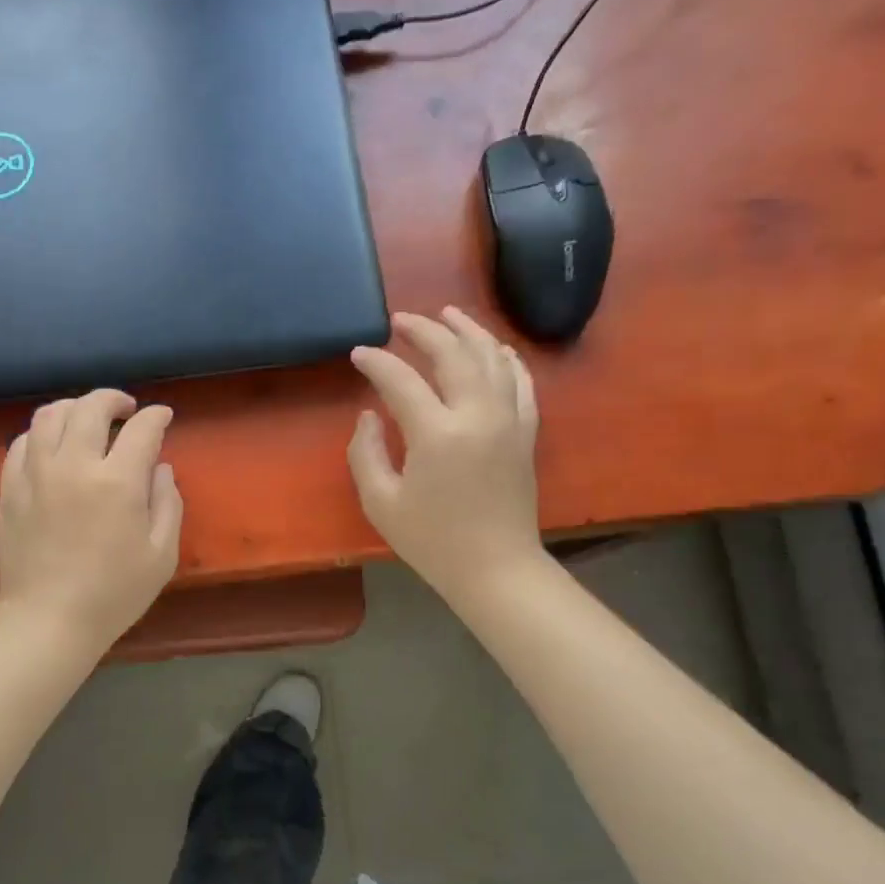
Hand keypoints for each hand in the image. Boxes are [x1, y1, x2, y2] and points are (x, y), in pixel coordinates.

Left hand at [0, 389, 183, 649]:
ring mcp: (36, 474)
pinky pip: (21, 442)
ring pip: (50, 415)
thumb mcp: (162, 554)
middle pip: (91, 407)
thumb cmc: (114, 593)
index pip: (141, 429)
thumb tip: (159, 468)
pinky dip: (41, 433)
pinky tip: (52, 444)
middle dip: (113, 399)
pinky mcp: (10, 488)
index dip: (156, 417)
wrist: (48, 620)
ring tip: (86, 418)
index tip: (163, 417)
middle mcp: (74, 465)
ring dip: (74, 408)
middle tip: (126, 409)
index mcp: (117, 482)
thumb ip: (168, 503)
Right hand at [347, 307, 546, 600]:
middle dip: (424, 330)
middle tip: (401, 320)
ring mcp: (508, 420)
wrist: (495, 568)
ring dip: (468, 331)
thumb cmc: (432, 540)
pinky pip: (521, 380)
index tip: (358, 353)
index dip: (376, 362)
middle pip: (453, 354)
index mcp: (437, 434)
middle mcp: (478, 415)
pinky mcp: (526, 431)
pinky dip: (506, 357)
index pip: (401, 380)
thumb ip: (366, 452)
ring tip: (447, 314)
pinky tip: (493, 347)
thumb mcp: (381, 502)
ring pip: (492, 357)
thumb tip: (369, 415)